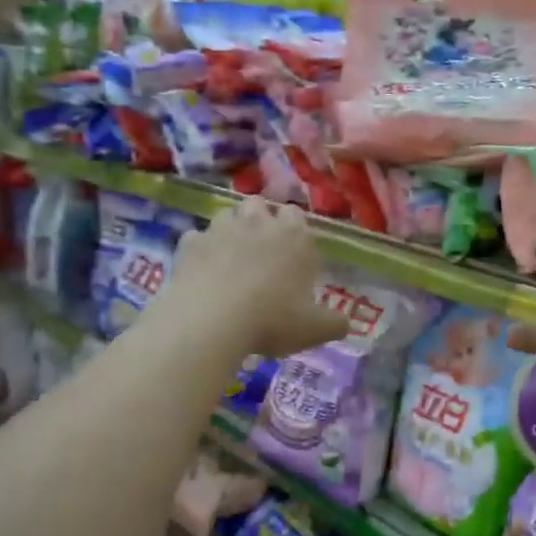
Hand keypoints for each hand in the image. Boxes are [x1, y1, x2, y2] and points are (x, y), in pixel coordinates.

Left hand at [154, 199, 349, 359]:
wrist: (211, 321)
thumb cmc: (273, 319)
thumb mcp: (315, 329)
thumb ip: (334, 323)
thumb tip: (345, 324)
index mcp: (294, 236)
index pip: (296, 215)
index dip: (293, 230)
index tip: (292, 253)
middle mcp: (257, 223)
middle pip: (259, 205)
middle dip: (259, 221)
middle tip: (261, 253)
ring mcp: (220, 229)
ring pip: (226, 216)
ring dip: (230, 231)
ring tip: (230, 261)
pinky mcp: (189, 244)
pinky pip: (196, 239)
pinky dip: (200, 251)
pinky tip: (202, 273)